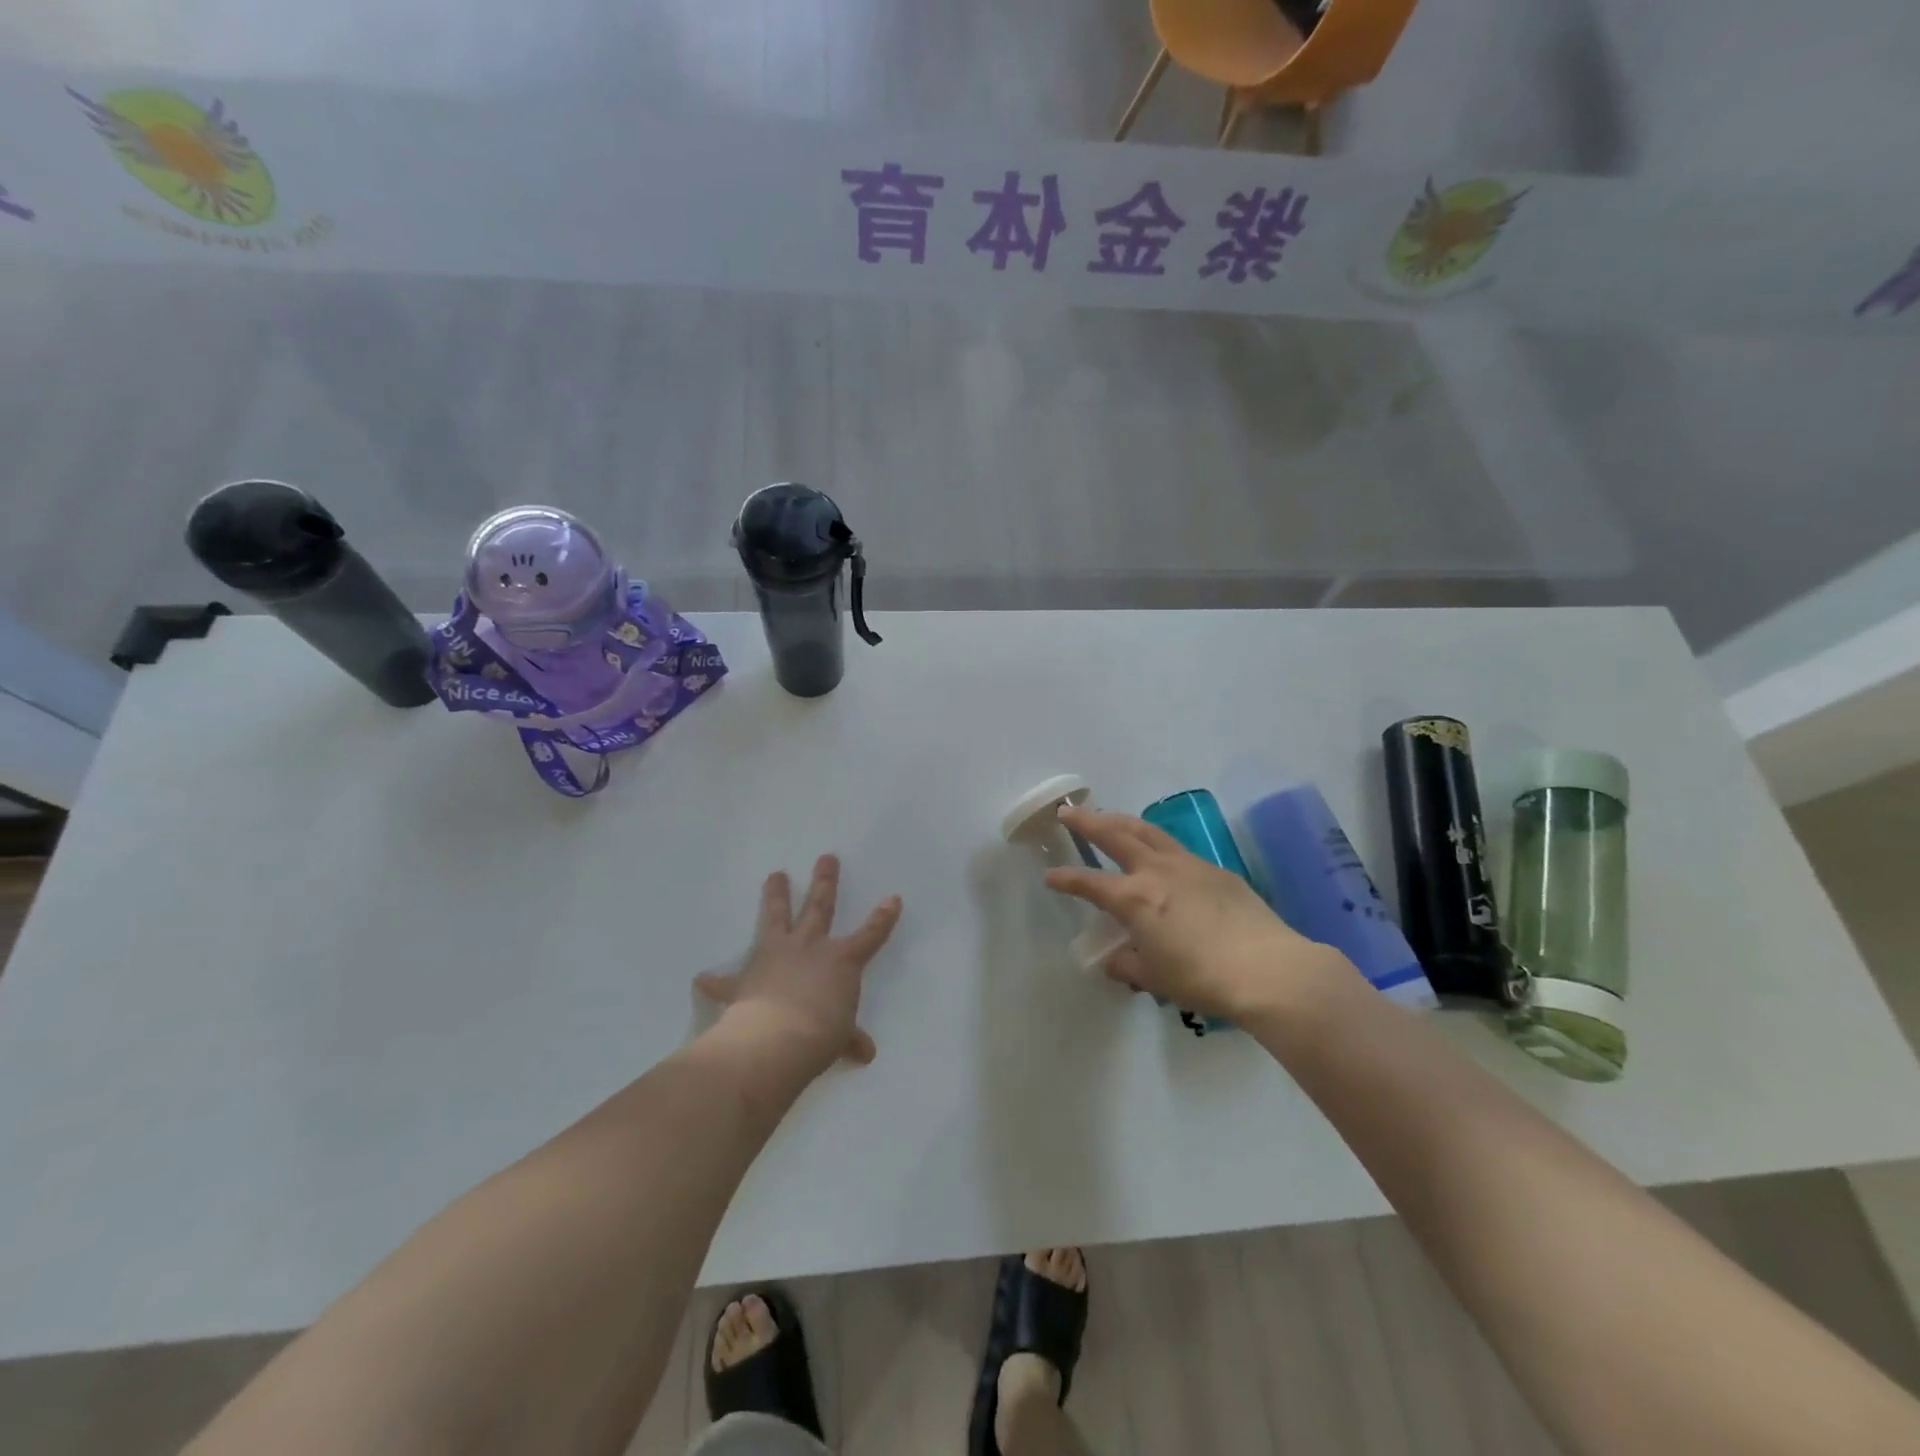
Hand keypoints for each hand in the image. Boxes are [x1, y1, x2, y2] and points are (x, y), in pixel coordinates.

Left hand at [694, 855, 901, 1075]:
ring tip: (775, 874)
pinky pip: (727, 979)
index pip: (870, 935)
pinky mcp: (745, 978)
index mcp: (841, 961)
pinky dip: (715, 981)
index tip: (893, 898)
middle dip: (824, 882)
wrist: (775, 1040)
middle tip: (826, 858)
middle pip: (819, 907)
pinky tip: (702, 978)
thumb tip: (866, 1053)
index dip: (883, 918)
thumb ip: (850, 1039)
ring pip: (777, 918)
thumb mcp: (840, 1038)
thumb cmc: (820, 1034)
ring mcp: (775, 957)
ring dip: (775, 897)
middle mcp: (809, 948)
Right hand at [1045, 806, 1351, 1023]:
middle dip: (1088, 822)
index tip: (1050, 876)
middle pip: (1115, 835)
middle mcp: (1156, 871)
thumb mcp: (1155, 978)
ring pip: (1147, 831)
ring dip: (1122, 820)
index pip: (1089, 883)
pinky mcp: (1215, 870)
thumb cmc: (1202, 978)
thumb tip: (1113, 959)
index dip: (1066, 879)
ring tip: (1109, 816)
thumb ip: (1127, 964)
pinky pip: (1177, 848)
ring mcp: (1188, 865)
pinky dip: (1157, 843)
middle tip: (1069, 812)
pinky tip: (1159, 853)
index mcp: (1134, 898)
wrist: (1268, 969)